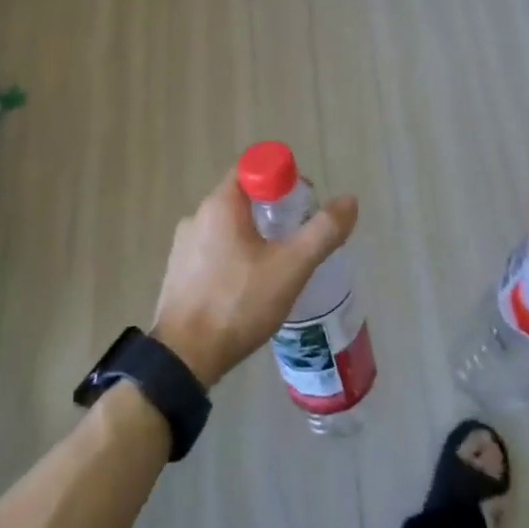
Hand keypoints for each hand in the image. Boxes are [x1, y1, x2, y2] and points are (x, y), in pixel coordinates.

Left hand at [151, 170, 358, 386]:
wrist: (183, 358)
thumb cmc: (238, 303)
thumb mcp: (290, 267)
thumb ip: (322, 232)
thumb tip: (349, 200)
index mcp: (220, 205)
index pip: (254, 169)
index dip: (283, 181)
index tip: (302, 208)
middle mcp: (197, 216)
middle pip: (243, 198)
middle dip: (274, 211)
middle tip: (299, 239)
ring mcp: (183, 245)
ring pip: (229, 227)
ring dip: (255, 237)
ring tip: (278, 268)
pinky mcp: (179, 272)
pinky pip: (214, 250)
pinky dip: (235, 257)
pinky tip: (250, 287)